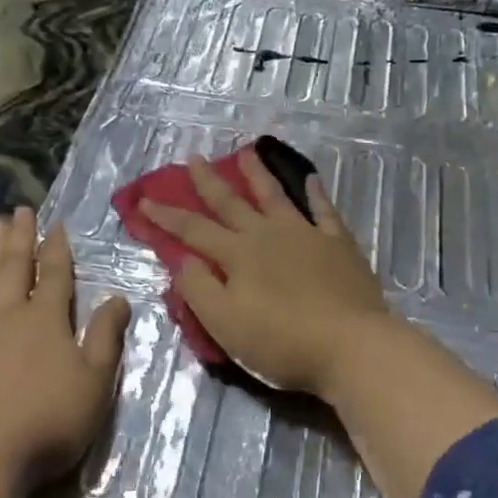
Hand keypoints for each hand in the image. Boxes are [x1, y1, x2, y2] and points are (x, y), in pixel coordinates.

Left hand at [0, 207, 129, 487]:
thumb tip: (118, 296)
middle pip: (16, 266)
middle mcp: (8, 313)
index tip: (55, 224)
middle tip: (20, 210)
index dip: (57, 248)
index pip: (56, 273)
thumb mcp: (95, 381)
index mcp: (47, 319)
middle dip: (21, 237)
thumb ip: (106, 336)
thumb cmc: (48, 420)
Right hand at [140, 153, 392, 397]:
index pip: (193, 230)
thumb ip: (199, 289)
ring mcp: (305, 235)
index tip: (145, 199)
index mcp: (237, 255)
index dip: (166, 216)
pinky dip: (315, 193)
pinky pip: (323, 210)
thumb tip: (181, 259)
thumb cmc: (282, 342)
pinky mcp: (337, 244)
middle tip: (194, 158)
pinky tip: (310, 178)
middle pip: (231, 203)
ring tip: (245, 151)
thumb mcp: (226, 324)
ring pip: (275, 196)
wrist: (352, 346)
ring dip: (257, 174)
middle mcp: (267, 235)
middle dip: (208, 182)